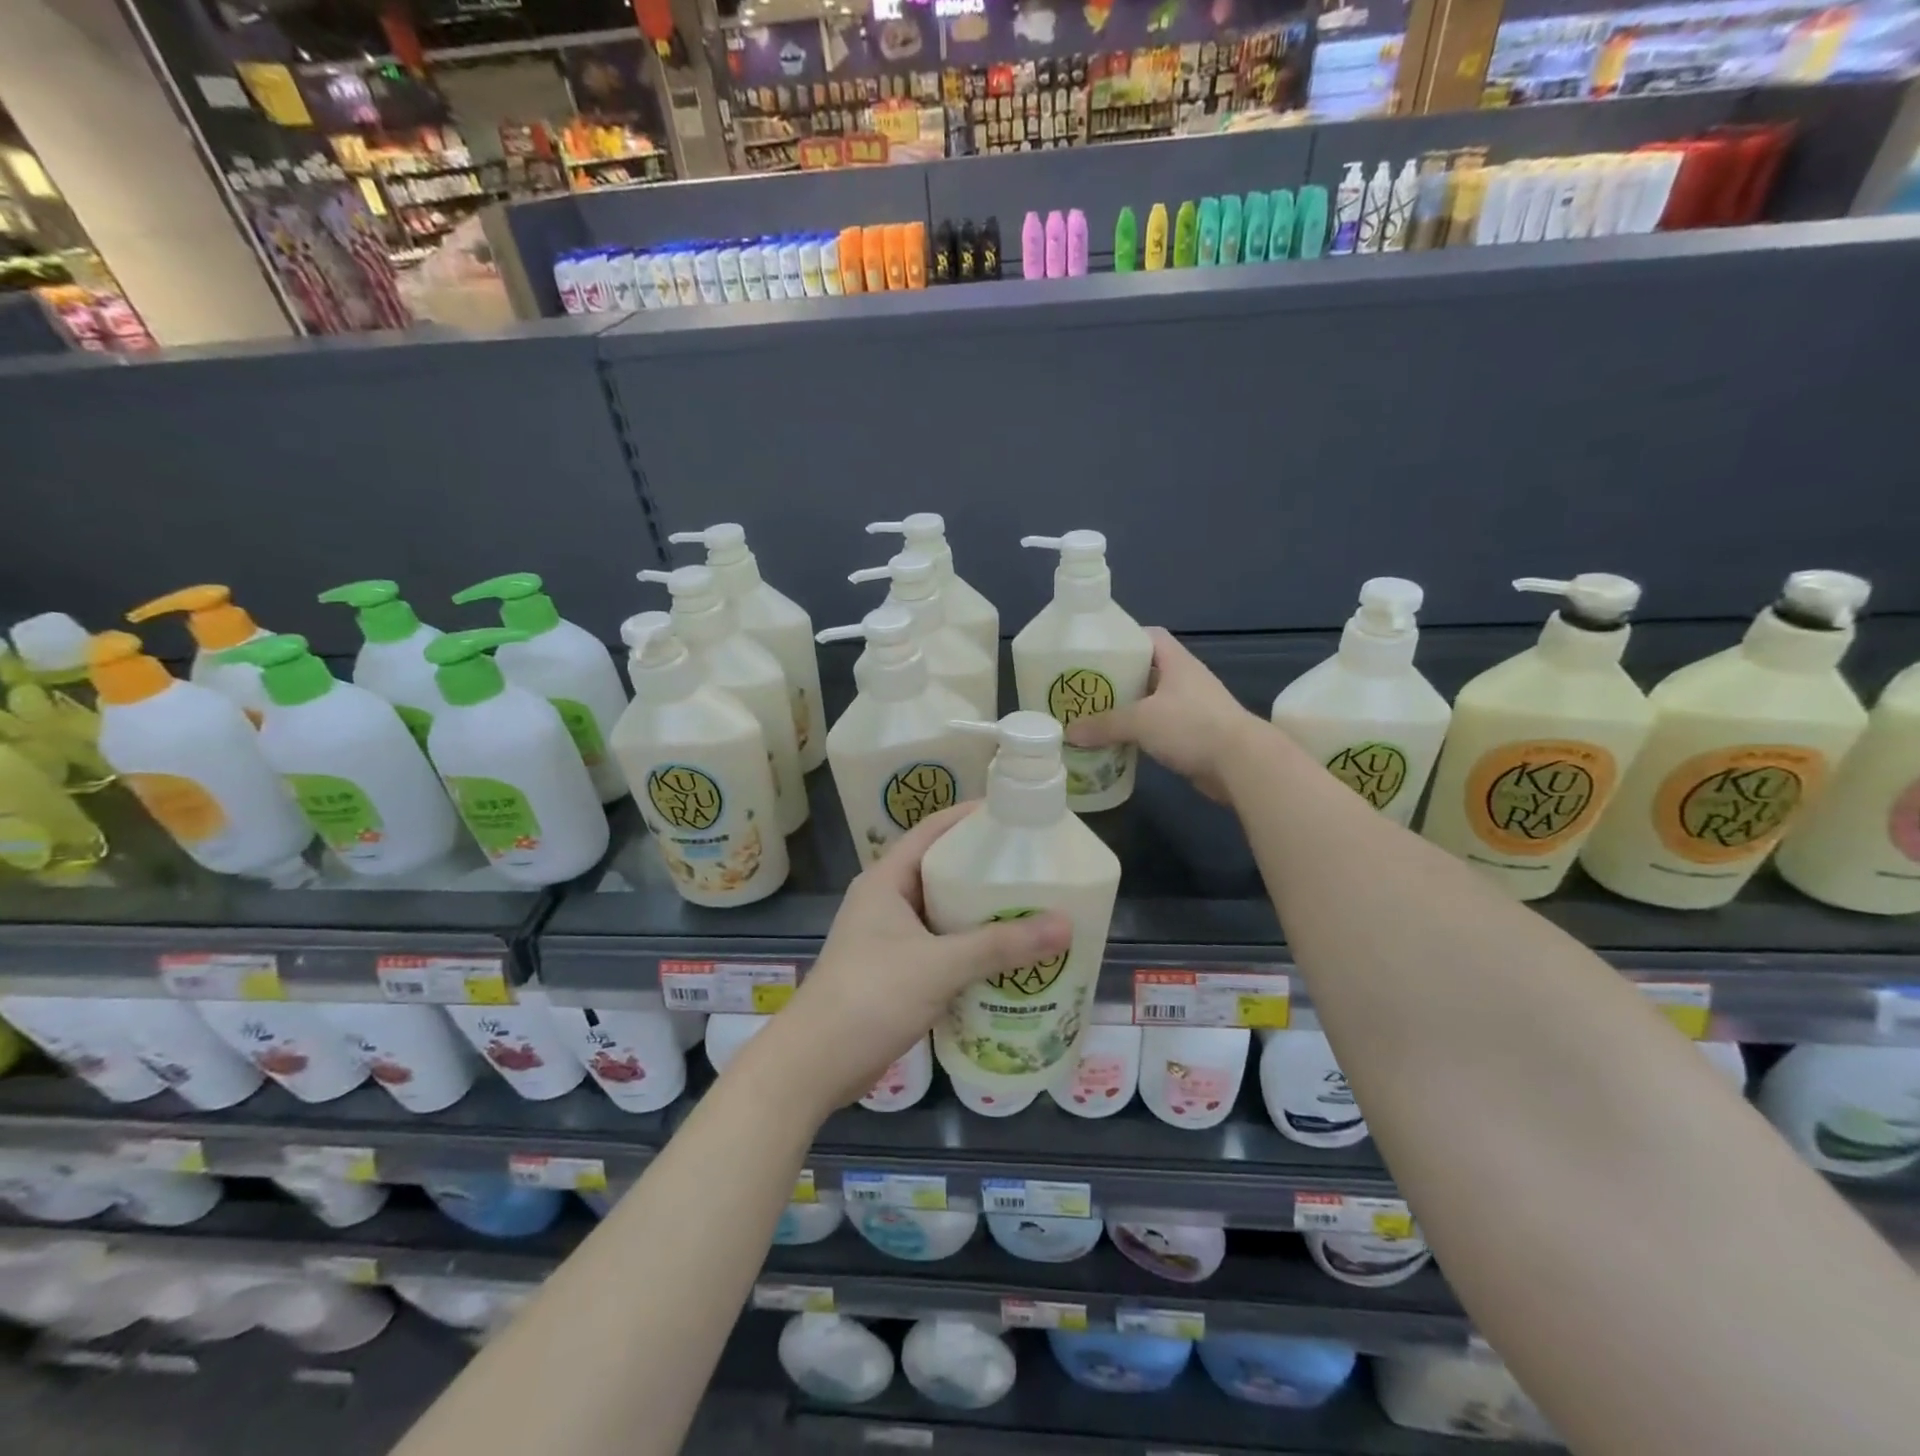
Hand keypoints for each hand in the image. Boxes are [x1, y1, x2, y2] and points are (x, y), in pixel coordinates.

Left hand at [750, 804, 1072, 1113]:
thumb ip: (1001, 945)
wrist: (816, 1064)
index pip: (932, 830)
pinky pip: (941, 947)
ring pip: (943, 912)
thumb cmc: (871, 996)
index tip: (1016, 815)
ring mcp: (889, 938)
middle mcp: (886, 901)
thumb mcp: (940, 965)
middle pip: (942, 871)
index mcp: (886, 880)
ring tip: (1032, 909)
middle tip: (1035, 867)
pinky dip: (971, 948)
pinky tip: (1007, 958)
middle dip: (985, 869)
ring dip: (981, 913)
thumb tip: (1065, 924)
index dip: (971, 817)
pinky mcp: (896, 972)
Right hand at [1065, 627, 1269, 801]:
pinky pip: (1158, 727)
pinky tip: (1117, 741)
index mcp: (1176, 662)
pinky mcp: (1192, 735)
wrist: (1241, 763)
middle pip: (1146, 670)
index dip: (1124, 639)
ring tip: (1094, 715)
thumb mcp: (1141, 720)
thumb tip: (1069, 732)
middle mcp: (1184, 680)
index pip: (1150, 637)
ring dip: (1126, 708)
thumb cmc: (1191, 726)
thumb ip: (1104, 724)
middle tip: (1086, 688)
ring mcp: (1191, 708)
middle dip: (1117, 678)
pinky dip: (1139, 732)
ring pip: (1150, 702)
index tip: (1097, 652)